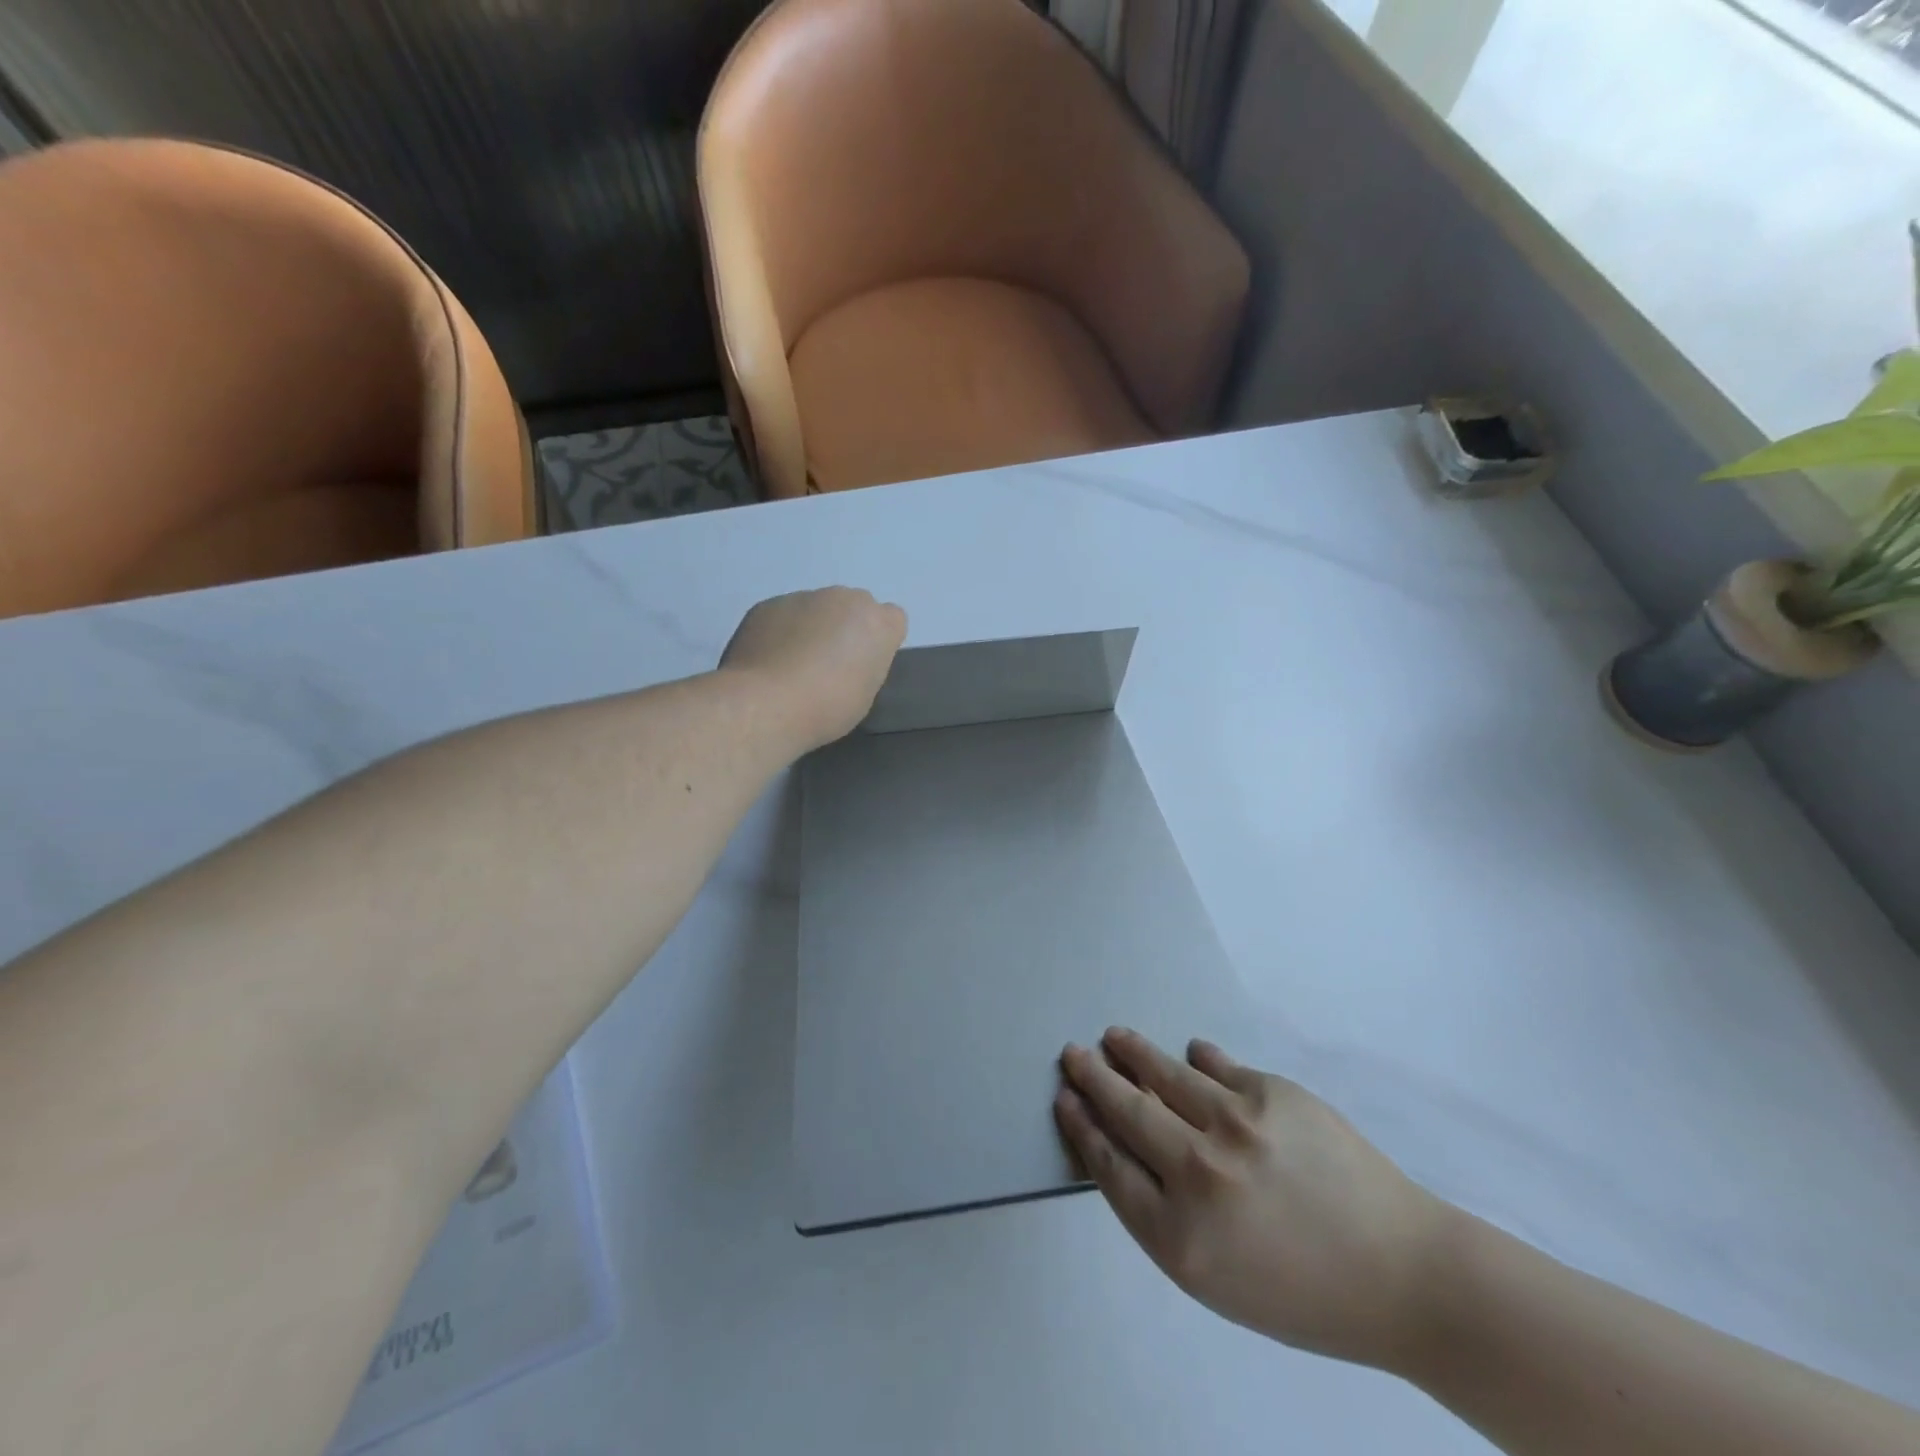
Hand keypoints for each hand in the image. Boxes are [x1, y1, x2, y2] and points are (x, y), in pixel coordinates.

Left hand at [720, 587, 906, 749]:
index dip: (879, 640)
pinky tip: (769, 661)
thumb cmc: (828, 707)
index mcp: (877, 622)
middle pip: (853, 607)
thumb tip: (849, 658)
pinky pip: (783, 614)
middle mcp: (844, 598)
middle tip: (829, 663)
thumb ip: (866, 664)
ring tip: (793, 664)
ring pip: (816, 608)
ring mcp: (803, 597)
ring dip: (811, 627)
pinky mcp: (768, 604)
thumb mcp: (866, 693)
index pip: (892, 619)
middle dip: (845, 627)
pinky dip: (780, 631)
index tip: (865, 663)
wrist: (767, 703)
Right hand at [1056, 1029, 1451, 1369]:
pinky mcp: (1273, 1092)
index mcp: (1181, 1237)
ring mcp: (1237, 1124)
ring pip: (1166, 1075)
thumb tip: (1133, 1143)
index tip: (1065, 1099)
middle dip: (1094, 1079)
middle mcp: (1200, 1172)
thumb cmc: (1304, 1294)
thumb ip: (1164, 1214)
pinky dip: (1199, 1058)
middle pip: (1128, 1111)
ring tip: (1114, 1036)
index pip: (1109, 1165)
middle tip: (1073, 1054)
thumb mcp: (1218, 1278)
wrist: (1403, 1275)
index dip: (1082, 1127)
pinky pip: (1220, 1066)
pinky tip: (1190, 1050)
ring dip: (1134, 1053)